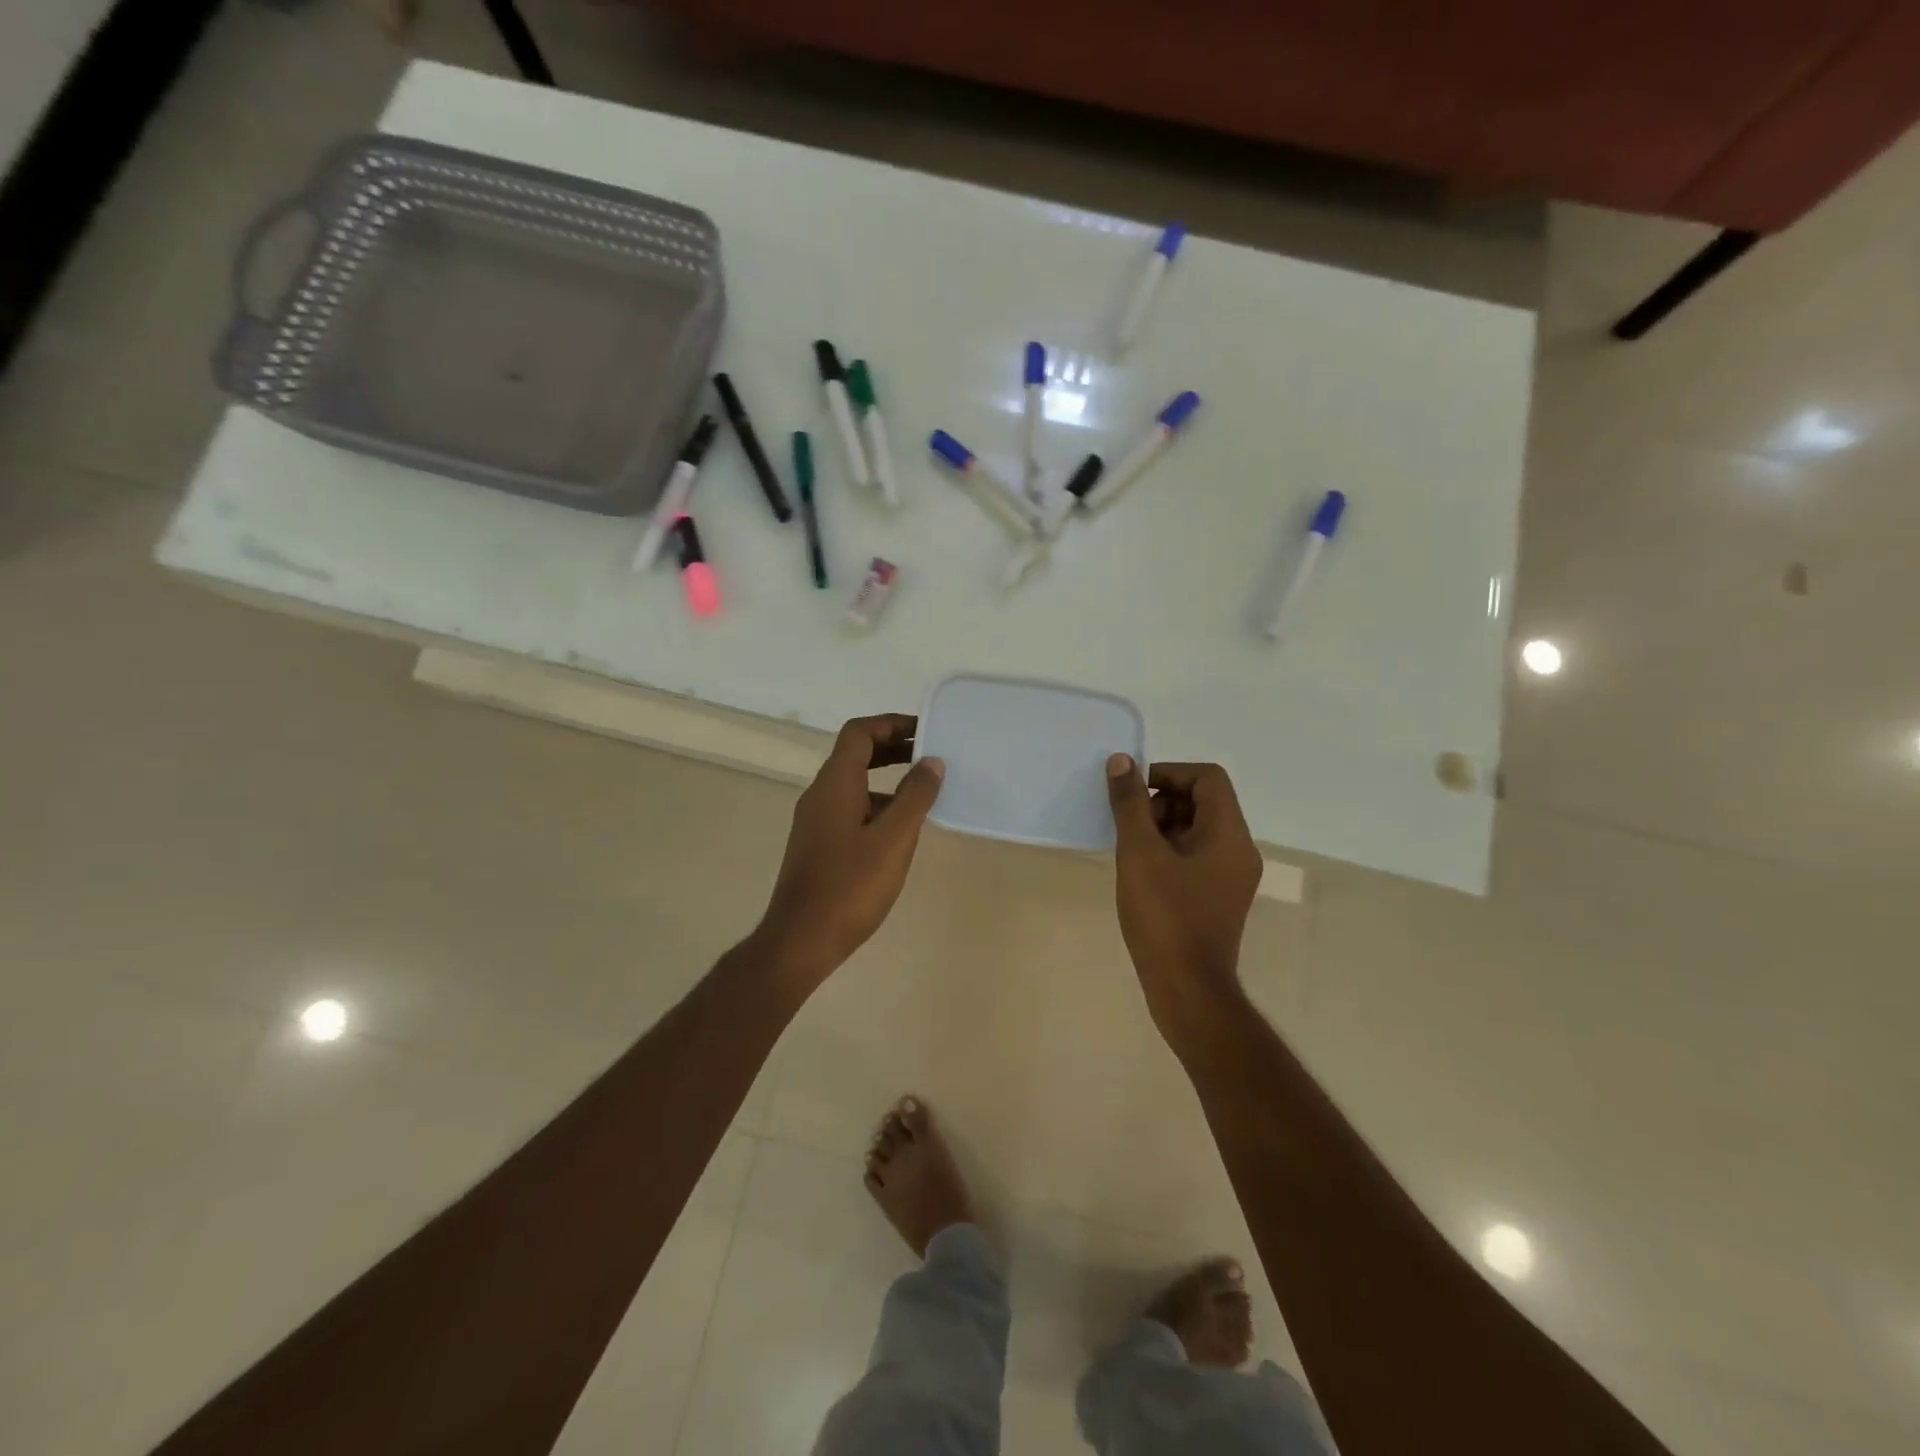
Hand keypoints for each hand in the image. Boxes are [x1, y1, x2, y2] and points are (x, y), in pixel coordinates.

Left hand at [757, 714, 944, 987]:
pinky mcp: (817, 844)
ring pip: (853, 782)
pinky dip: (876, 803)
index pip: (860, 732)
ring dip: (886, 777)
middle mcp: (820, 793)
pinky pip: (849, 807)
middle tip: (930, 755)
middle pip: (855, 753)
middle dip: (892, 747)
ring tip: (923, 792)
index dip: (892, 724)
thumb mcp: (894, 839)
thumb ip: (915, 796)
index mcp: (835, 782)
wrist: (801, 939)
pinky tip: (899, 829)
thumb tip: (931, 761)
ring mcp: (815, 820)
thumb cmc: (850, 886)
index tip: (926, 731)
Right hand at [1106, 755, 1262, 1025]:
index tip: (1133, 792)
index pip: (1208, 778)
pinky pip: (1194, 857)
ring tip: (1130, 853)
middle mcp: (1238, 850)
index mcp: (1229, 834)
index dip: (1168, 774)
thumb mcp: (1139, 853)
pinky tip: (1139, 874)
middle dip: (1161, 803)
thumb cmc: (1165, 916)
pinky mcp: (1217, 898)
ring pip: (1196, 830)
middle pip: (1203, 802)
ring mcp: (1230, 877)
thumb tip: (1121, 762)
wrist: (1187, 990)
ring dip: (1160, 828)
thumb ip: (1129, 804)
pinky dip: (1167, 853)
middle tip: (1128, 827)